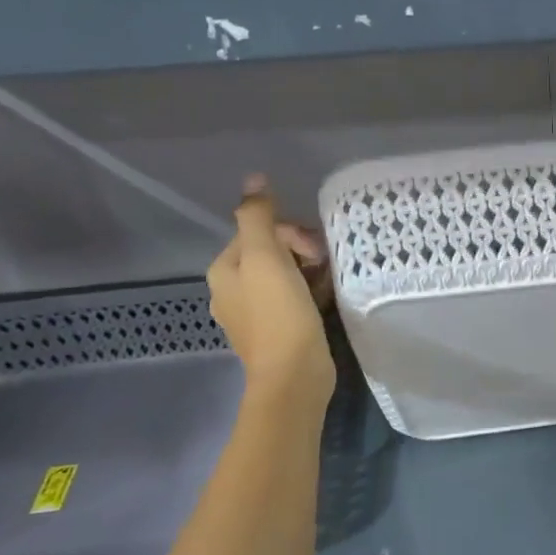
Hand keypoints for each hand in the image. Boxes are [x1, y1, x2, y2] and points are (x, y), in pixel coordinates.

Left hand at [207, 175, 334, 401]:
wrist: (294, 375)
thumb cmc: (279, 314)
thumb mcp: (266, 257)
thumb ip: (258, 216)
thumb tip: (254, 179)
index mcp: (224, 270)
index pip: (258, 232)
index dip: (291, 233)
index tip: (316, 250)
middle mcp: (232, 291)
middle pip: (271, 253)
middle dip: (301, 251)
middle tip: (325, 264)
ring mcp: (254, 315)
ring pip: (285, 276)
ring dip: (309, 272)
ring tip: (331, 280)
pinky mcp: (278, 332)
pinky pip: (294, 300)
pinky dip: (311, 293)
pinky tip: (328, 298)